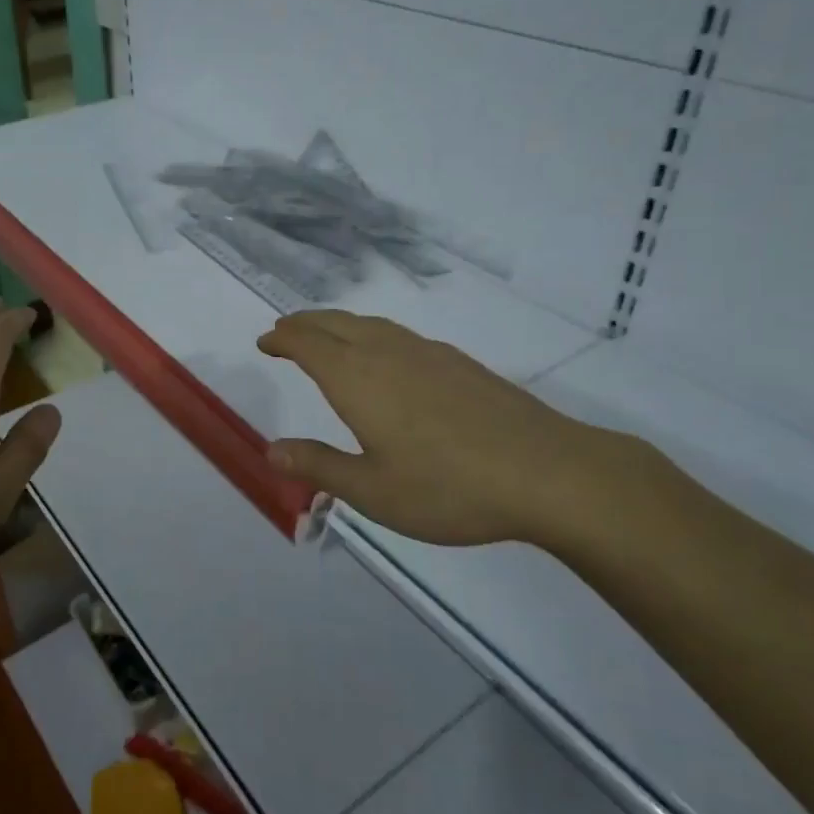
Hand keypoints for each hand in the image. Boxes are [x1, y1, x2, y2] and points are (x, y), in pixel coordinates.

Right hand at [257, 310, 635, 548]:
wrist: (547, 472)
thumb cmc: (448, 487)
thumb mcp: (372, 491)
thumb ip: (319, 467)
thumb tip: (272, 450)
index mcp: (358, 379)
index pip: (308, 344)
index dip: (283, 338)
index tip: (265, 340)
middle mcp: (388, 353)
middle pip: (336, 323)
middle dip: (305, 323)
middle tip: (285, 329)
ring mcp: (428, 353)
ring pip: (370, 324)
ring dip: (338, 323)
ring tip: (326, 335)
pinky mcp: (459, 363)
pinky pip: (399, 334)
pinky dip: (372, 333)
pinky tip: (386, 355)